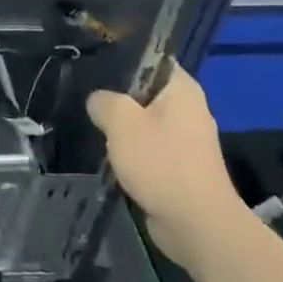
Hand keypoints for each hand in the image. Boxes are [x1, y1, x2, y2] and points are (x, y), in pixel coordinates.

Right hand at [87, 69, 237, 267]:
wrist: (197, 225)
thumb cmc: (161, 163)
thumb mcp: (121, 122)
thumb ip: (104, 101)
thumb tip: (98, 101)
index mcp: (182, 88)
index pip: (151, 58)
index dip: (122, 56)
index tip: (93, 62)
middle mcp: (188, 108)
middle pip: (145, 91)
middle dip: (117, 96)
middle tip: (85, 96)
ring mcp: (186, 139)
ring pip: (144, 121)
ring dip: (122, 127)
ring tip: (91, 123)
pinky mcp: (179, 166)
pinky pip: (149, 147)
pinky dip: (131, 151)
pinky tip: (107, 153)